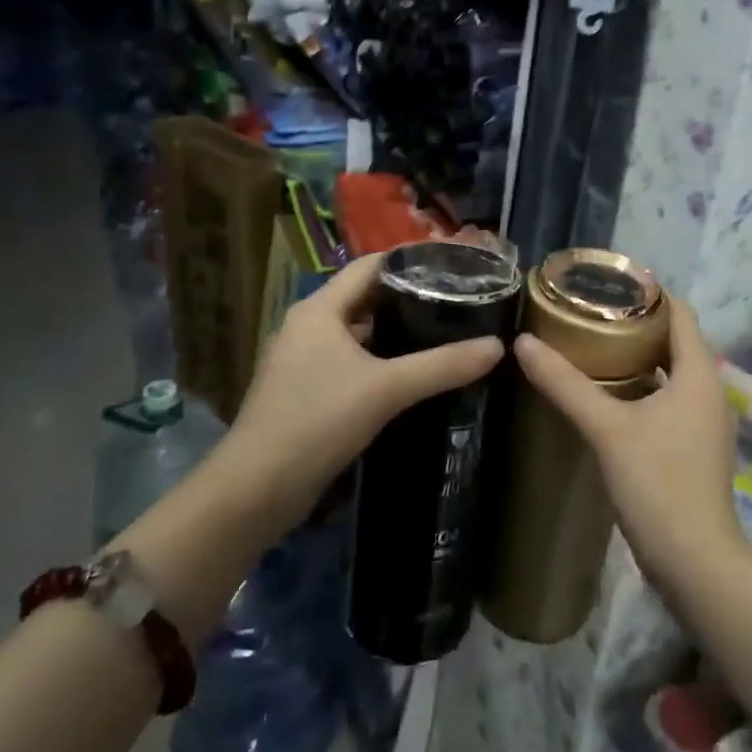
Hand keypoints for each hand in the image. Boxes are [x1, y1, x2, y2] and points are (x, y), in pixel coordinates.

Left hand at [223, 251, 504, 515]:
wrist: (255, 490)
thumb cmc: (317, 420)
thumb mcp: (386, 389)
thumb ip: (442, 365)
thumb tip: (497, 346)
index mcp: (319, 309)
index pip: (370, 266)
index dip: (410, 261)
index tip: (453, 264)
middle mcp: (308, 326)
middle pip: (365, 298)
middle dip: (410, 298)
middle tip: (458, 300)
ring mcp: (303, 361)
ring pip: (359, 333)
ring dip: (396, 333)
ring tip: (444, 333)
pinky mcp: (306, 392)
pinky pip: (351, 363)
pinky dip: (381, 361)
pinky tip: (411, 375)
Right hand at [513, 298, 744, 583]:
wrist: (696, 562)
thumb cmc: (657, 483)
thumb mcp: (606, 428)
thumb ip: (565, 384)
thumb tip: (523, 343)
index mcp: (699, 374)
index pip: (680, 312)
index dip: (649, 293)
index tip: (607, 285)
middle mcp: (710, 391)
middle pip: (676, 341)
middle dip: (637, 325)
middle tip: (590, 316)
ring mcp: (706, 422)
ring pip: (673, 374)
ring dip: (640, 359)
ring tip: (594, 350)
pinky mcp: (697, 448)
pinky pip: (671, 401)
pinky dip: (645, 389)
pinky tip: (611, 399)